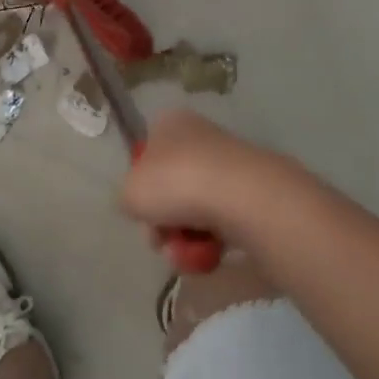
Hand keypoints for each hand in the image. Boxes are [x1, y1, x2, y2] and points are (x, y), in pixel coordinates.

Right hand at [120, 109, 299, 249]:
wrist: (241, 196)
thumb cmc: (176, 182)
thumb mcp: (130, 191)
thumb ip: (128, 197)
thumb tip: (140, 204)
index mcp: (170, 124)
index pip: (148, 155)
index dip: (141, 187)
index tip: (142, 211)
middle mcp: (200, 137)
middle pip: (171, 188)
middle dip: (163, 222)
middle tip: (161, 240)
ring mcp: (228, 166)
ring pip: (194, 210)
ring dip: (184, 239)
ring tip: (186, 254)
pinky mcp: (251, 194)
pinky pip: (221, 224)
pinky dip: (211, 243)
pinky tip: (210, 255)